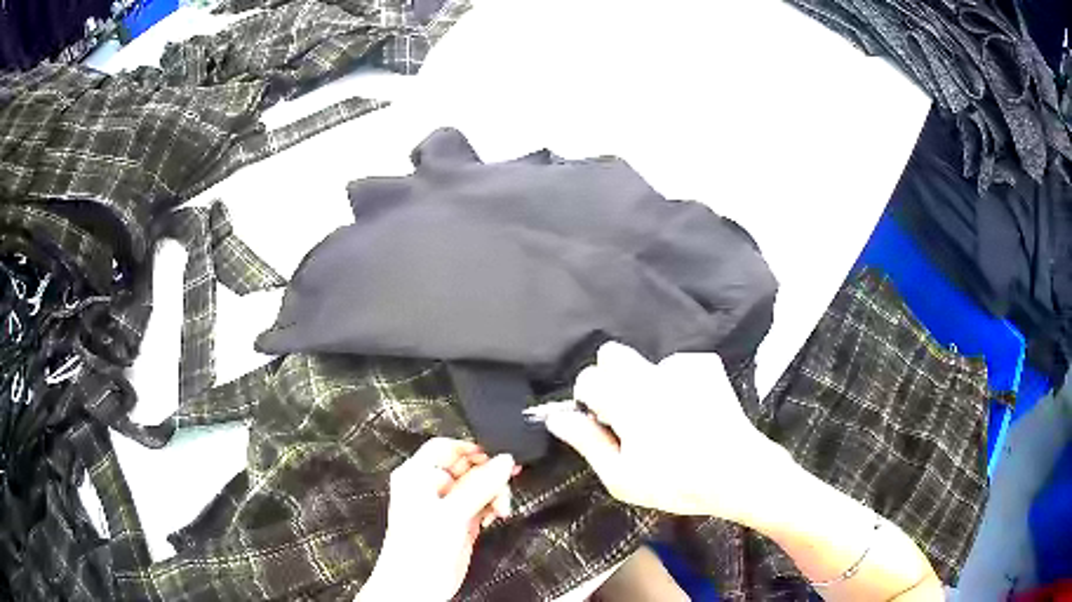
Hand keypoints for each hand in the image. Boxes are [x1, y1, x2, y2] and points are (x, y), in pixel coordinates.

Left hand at [359, 438, 518, 601]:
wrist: (416, 586)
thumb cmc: (416, 551)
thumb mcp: (451, 513)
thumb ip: (479, 486)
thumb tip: (502, 461)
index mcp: (417, 476)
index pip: (447, 447)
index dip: (472, 449)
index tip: (497, 456)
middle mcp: (431, 488)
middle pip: (467, 467)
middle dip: (489, 475)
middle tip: (505, 482)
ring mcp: (446, 506)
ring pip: (478, 486)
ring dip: (494, 493)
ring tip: (500, 507)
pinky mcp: (459, 522)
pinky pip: (482, 505)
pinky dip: (492, 508)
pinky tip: (496, 515)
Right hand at [545, 342, 790, 522]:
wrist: (737, 472)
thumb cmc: (675, 482)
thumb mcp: (622, 477)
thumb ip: (587, 441)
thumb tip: (557, 417)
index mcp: (627, 401)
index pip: (588, 377)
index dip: (589, 399)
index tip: (604, 421)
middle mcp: (652, 374)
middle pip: (613, 354)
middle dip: (612, 378)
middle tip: (629, 413)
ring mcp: (682, 366)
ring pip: (646, 363)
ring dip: (646, 383)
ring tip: (668, 417)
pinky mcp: (706, 365)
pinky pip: (677, 366)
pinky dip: (677, 383)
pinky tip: (692, 409)